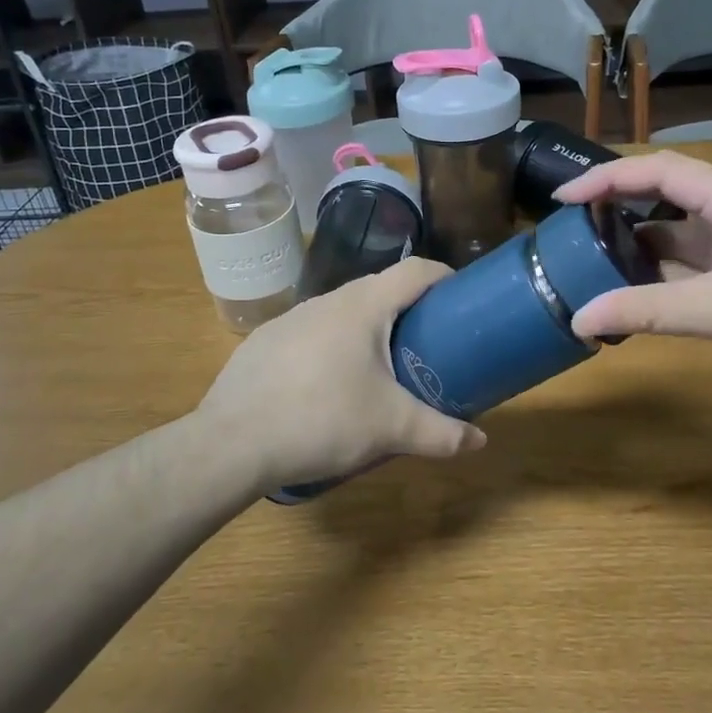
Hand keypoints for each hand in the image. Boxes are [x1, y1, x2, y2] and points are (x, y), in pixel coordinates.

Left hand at [198, 258, 485, 488]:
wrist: (232, 442)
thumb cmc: (322, 419)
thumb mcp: (391, 428)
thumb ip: (441, 433)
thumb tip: (480, 441)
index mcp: (364, 305)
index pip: (416, 270)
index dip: (445, 277)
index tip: (462, 298)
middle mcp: (327, 300)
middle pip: (380, 289)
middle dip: (410, 309)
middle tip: (429, 342)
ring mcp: (292, 318)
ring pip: (344, 312)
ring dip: (369, 329)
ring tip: (382, 367)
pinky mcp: (266, 341)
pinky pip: (313, 333)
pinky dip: (333, 347)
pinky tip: (330, 386)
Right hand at [553, 150, 711, 387]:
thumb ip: (651, 311)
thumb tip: (580, 318)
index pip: (659, 170)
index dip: (607, 178)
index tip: (563, 200)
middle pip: (667, 198)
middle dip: (619, 211)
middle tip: (572, 236)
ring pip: (683, 238)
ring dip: (642, 250)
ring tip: (595, 269)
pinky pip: (700, 271)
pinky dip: (668, 282)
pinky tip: (643, 301)